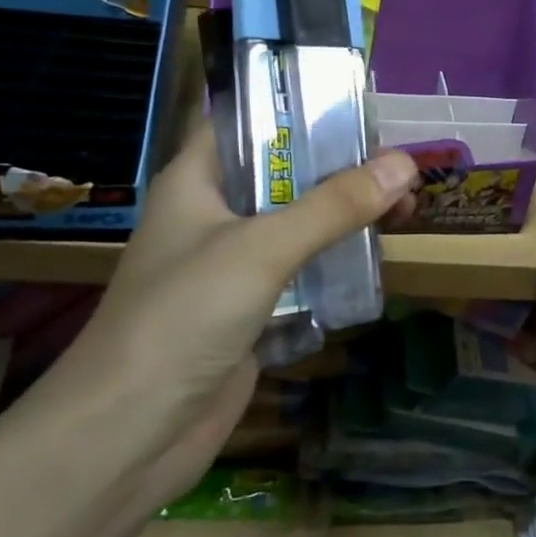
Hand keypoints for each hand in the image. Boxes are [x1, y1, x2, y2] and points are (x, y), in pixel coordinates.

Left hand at [38, 120, 419, 506]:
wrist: (130, 435)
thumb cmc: (182, 317)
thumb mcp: (262, 248)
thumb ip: (334, 205)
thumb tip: (405, 164)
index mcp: (197, 180)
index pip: (246, 118)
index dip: (297, 103)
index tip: (358, 101)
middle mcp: (214, 214)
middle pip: (284, 172)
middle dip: (341, 164)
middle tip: (400, 162)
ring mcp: (232, 264)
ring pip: (298, 222)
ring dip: (346, 214)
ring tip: (406, 206)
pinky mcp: (251, 309)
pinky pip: (302, 269)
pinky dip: (337, 259)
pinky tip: (379, 255)